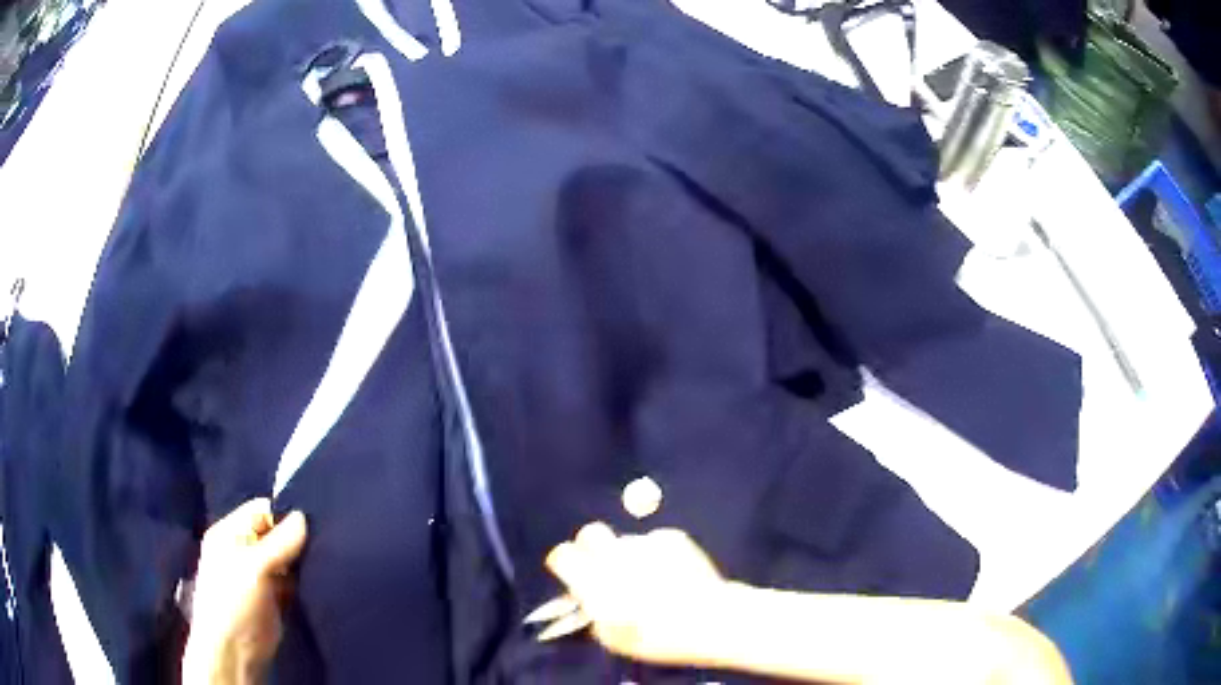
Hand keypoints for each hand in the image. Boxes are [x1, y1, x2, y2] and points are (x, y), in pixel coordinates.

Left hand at [182, 499, 307, 684]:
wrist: (234, 650)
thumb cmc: (234, 600)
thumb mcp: (254, 567)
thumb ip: (279, 542)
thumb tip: (304, 516)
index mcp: (230, 533)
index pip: (261, 510)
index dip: (285, 514)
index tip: (313, 522)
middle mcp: (244, 549)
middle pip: (276, 533)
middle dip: (297, 538)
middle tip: (325, 541)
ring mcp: (259, 574)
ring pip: (287, 558)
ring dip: (303, 560)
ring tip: (327, 559)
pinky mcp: (275, 597)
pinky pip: (293, 580)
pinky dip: (305, 579)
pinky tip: (320, 578)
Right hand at [544, 522, 728, 666]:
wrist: (707, 620)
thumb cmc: (655, 637)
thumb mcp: (612, 637)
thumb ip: (594, 613)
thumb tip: (591, 600)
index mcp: (593, 580)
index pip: (562, 555)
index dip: (564, 563)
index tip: (570, 572)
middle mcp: (614, 556)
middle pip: (590, 533)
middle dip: (591, 546)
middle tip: (602, 566)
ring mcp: (644, 543)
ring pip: (626, 541)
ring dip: (629, 556)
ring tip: (650, 579)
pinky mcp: (671, 537)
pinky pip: (655, 543)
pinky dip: (658, 555)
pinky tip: (672, 573)